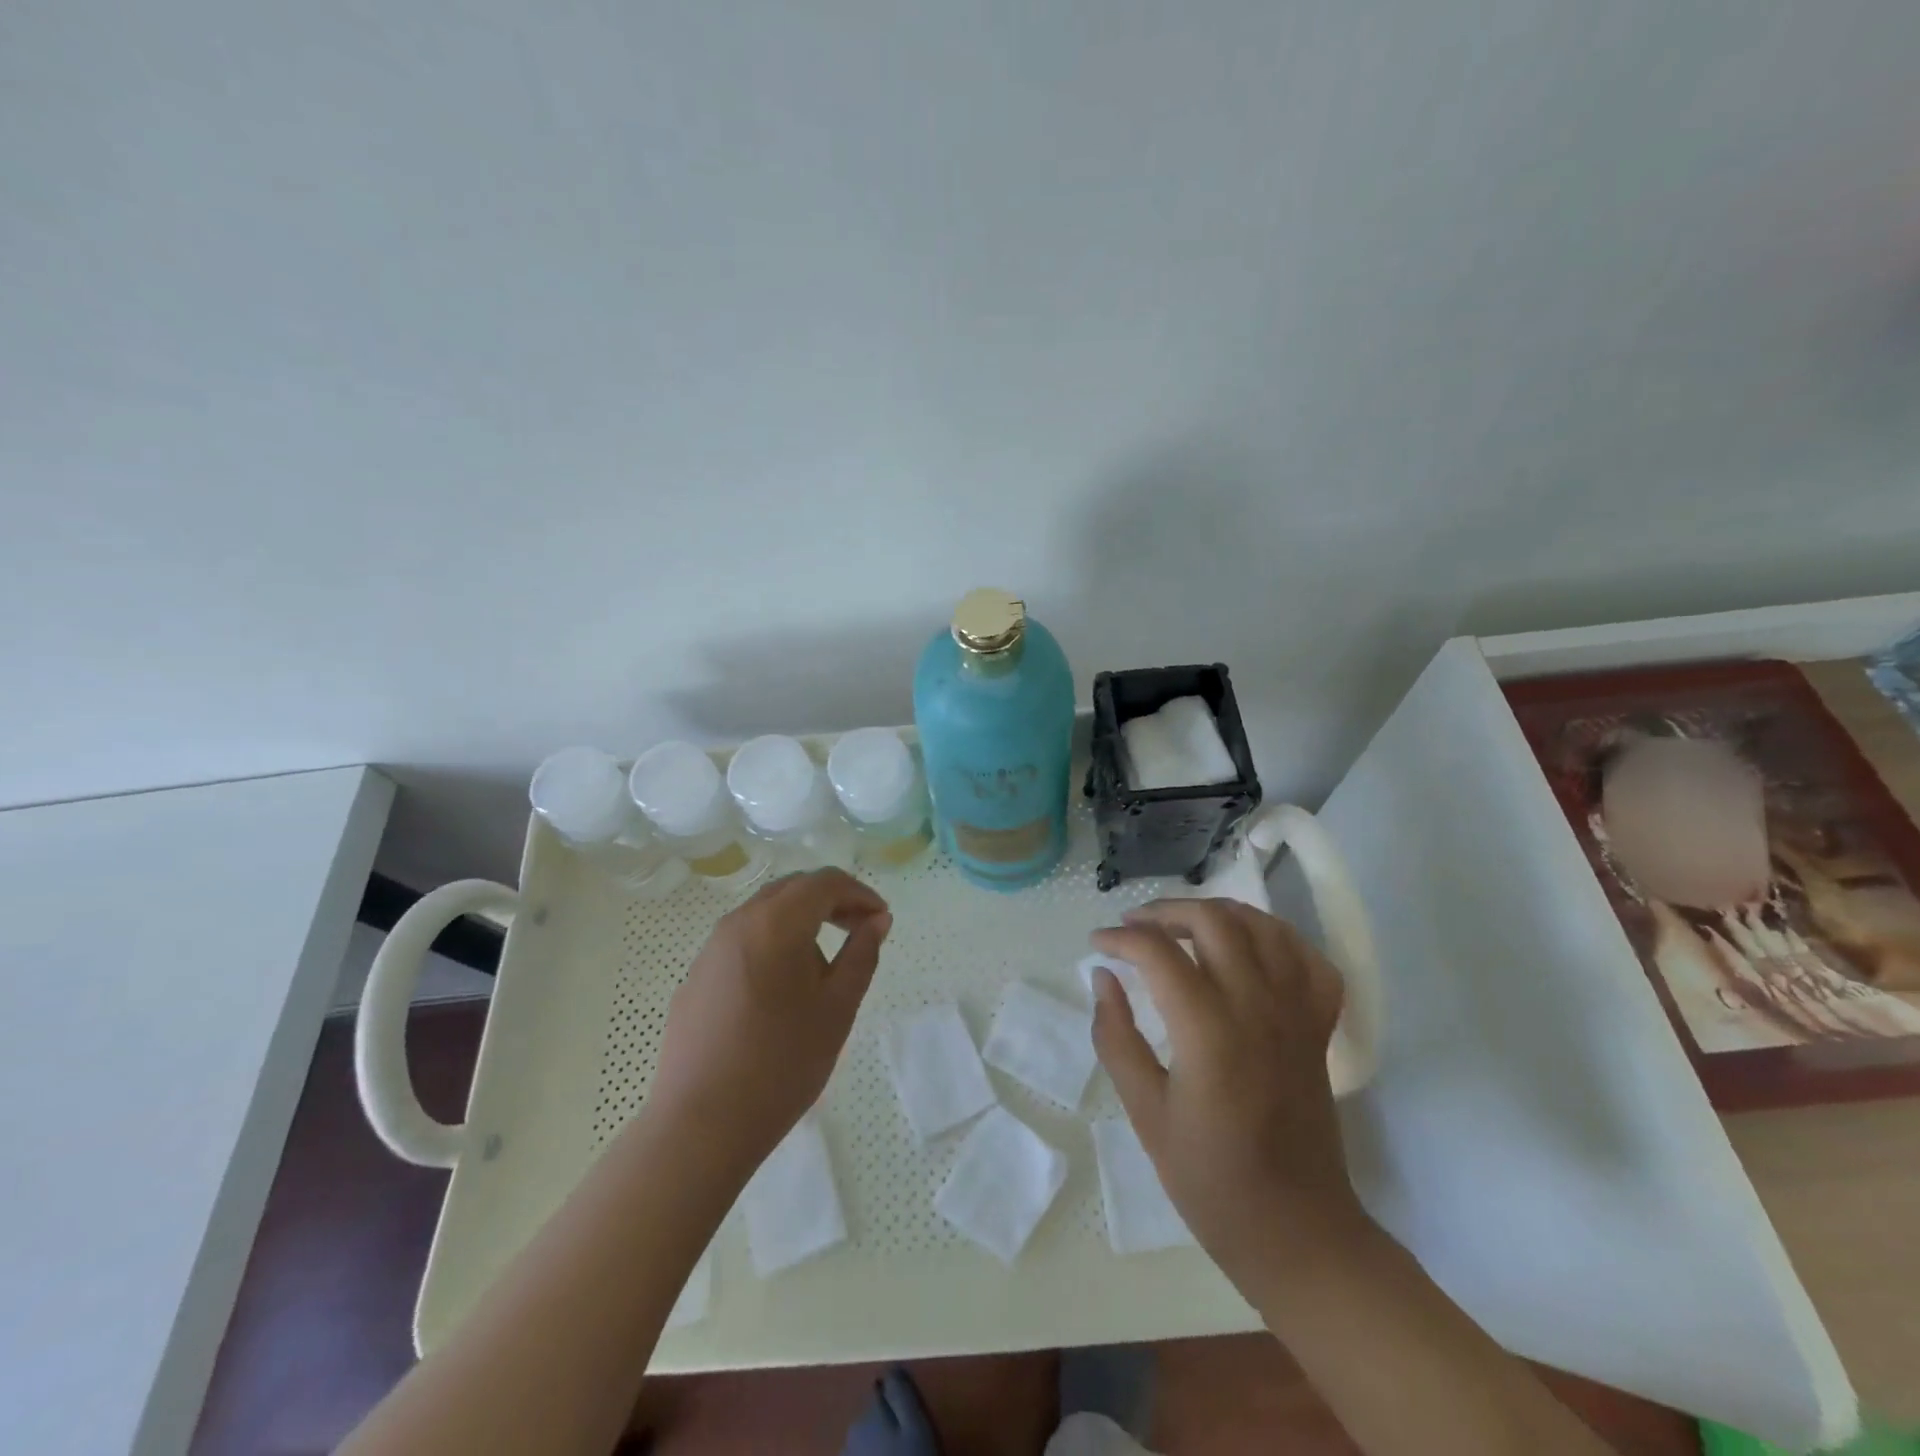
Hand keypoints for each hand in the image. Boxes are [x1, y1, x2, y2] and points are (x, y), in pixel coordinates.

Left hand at [647, 869, 891, 1177]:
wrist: (701, 1124)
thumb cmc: (782, 1062)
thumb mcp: (838, 1007)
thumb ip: (862, 954)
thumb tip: (877, 921)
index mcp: (777, 922)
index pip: (825, 882)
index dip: (860, 893)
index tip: (881, 920)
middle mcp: (739, 922)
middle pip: (793, 889)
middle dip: (832, 901)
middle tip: (860, 931)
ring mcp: (711, 949)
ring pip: (766, 913)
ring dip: (802, 921)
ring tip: (824, 965)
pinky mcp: (696, 977)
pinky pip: (743, 941)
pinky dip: (773, 943)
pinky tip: (782, 990)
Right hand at [1090, 897, 1366, 1292]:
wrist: (1297, 1232)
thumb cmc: (1211, 1180)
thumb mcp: (1145, 1113)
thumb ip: (1117, 1037)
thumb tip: (1103, 977)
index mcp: (1209, 1032)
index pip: (1158, 952)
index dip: (1120, 937)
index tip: (1098, 943)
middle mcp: (1257, 1008)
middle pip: (1214, 922)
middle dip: (1166, 911)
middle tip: (1135, 926)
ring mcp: (1296, 1014)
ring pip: (1263, 927)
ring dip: (1219, 913)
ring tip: (1185, 924)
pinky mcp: (1320, 1028)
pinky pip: (1309, 961)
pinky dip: (1279, 939)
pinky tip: (1250, 947)